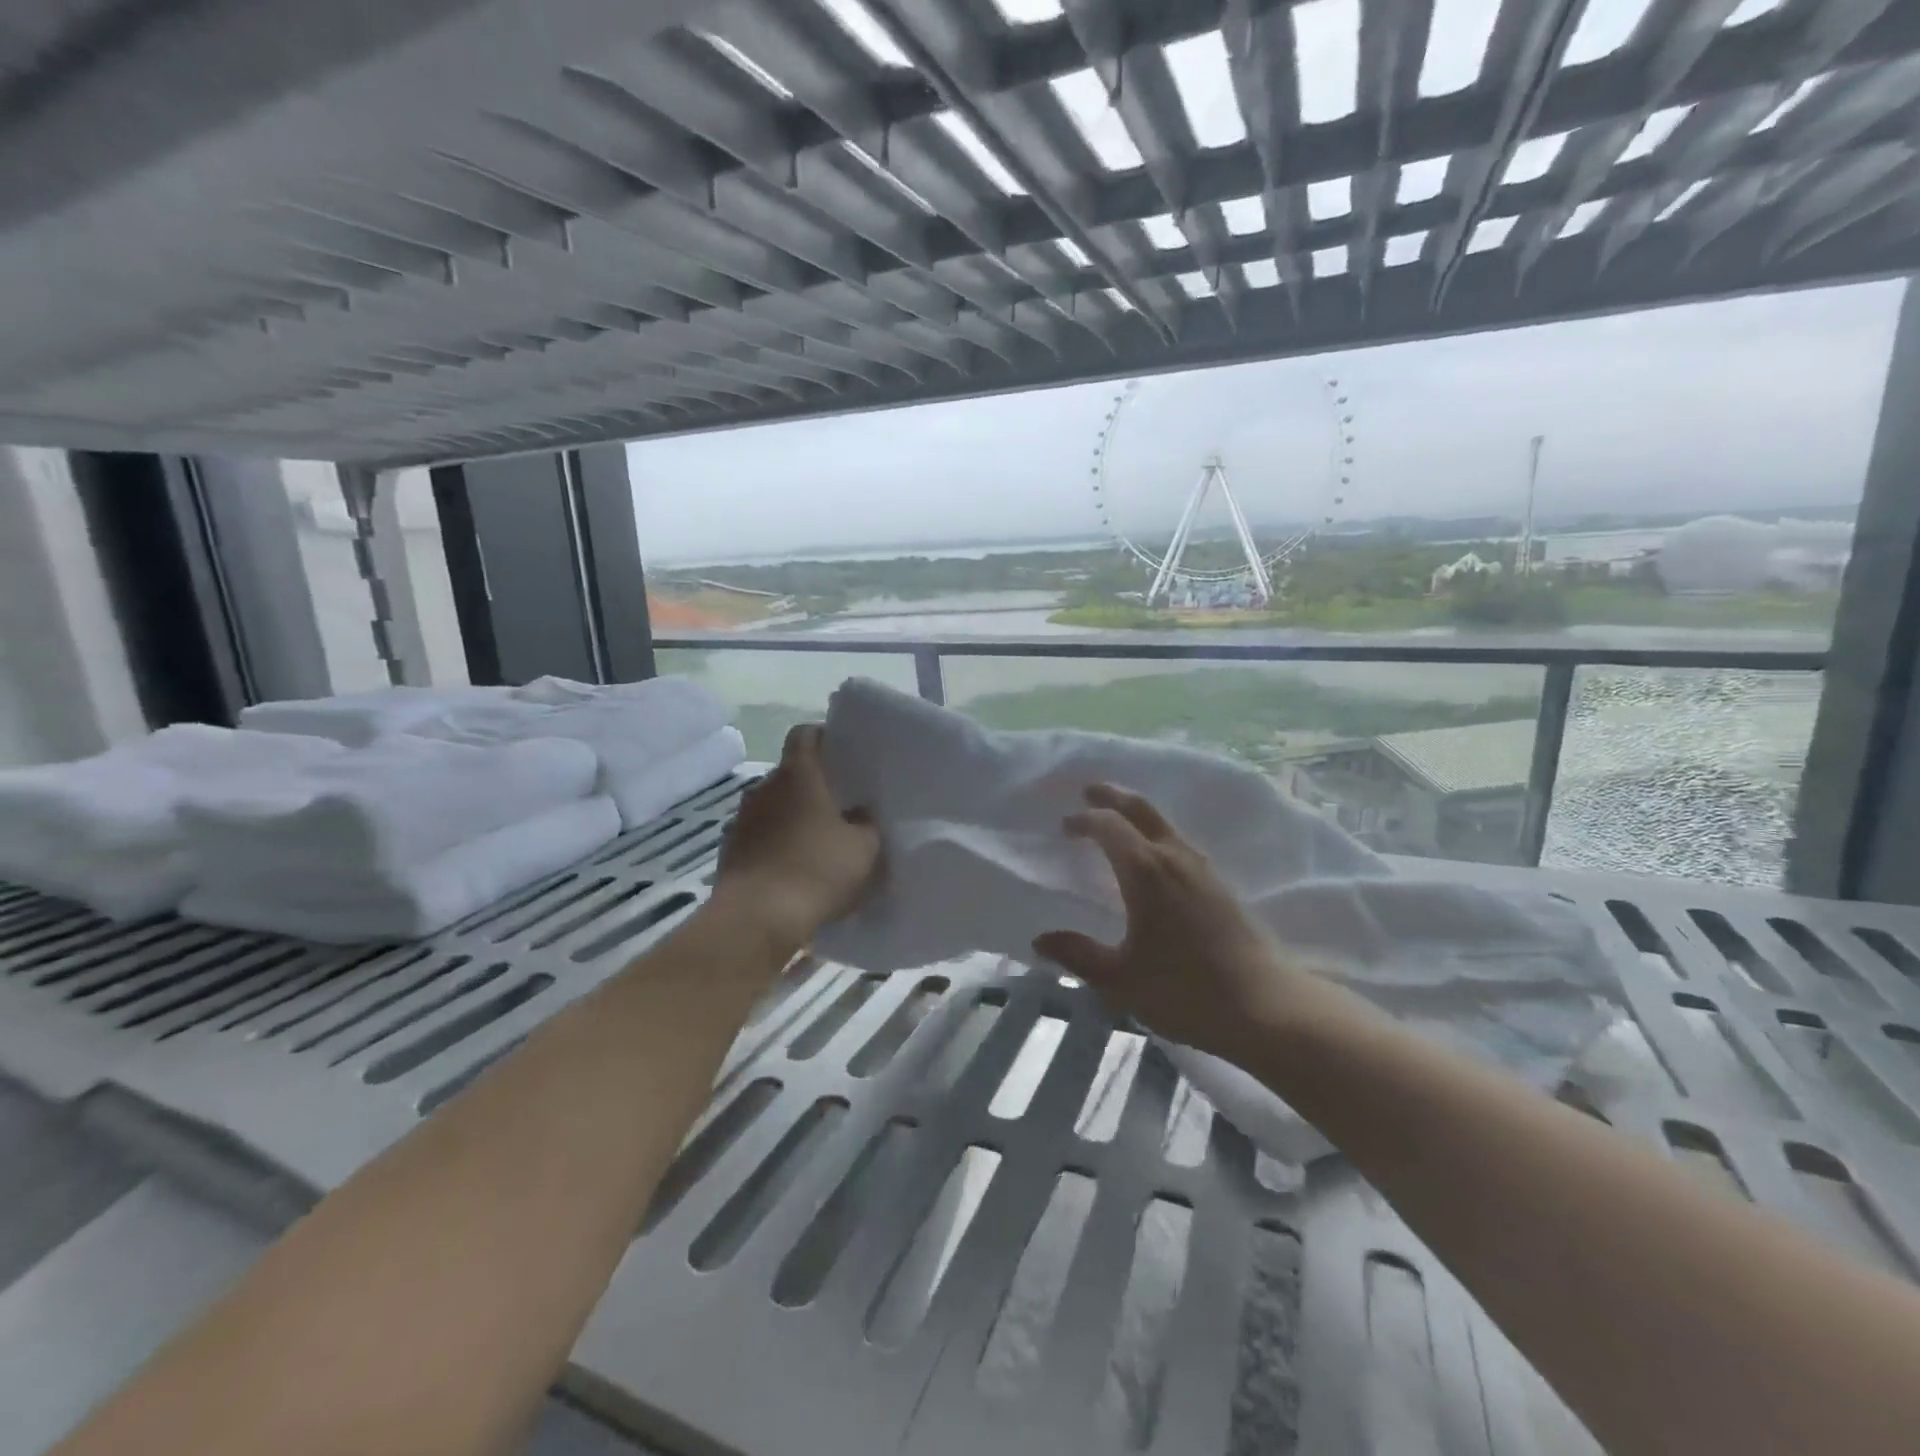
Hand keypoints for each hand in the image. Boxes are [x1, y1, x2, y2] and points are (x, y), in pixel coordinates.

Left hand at [713, 723, 878, 946]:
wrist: (757, 919)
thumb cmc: (817, 871)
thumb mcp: (864, 848)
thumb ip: (867, 824)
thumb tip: (859, 814)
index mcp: (798, 775)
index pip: (805, 734)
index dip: (824, 737)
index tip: (843, 753)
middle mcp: (763, 788)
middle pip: (790, 773)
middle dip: (814, 785)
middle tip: (842, 805)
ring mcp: (742, 820)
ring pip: (774, 807)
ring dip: (794, 817)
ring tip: (820, 841)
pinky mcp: (730, 852)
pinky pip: (760, 837)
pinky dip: (777, 845)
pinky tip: (795, 869)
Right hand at [1033, 785, 1305, 1063]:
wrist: (1266, 1008)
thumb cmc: (1185, 991)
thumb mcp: (1120, 980)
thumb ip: (1078, 956)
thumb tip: (1041, 940)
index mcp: (1145, 871)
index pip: (1109, 826)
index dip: (1084, 820)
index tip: (1064, 826)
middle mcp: (1175, 857)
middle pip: (1141, 810)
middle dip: (1112, 796)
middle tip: (1090, 792)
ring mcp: (1204, 869)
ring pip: (1164, 824)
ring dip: (1136, 814)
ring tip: (1117, 822)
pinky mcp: (1221, 885)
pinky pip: (1179, 843)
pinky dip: (1156, 835)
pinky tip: (1154, 858)